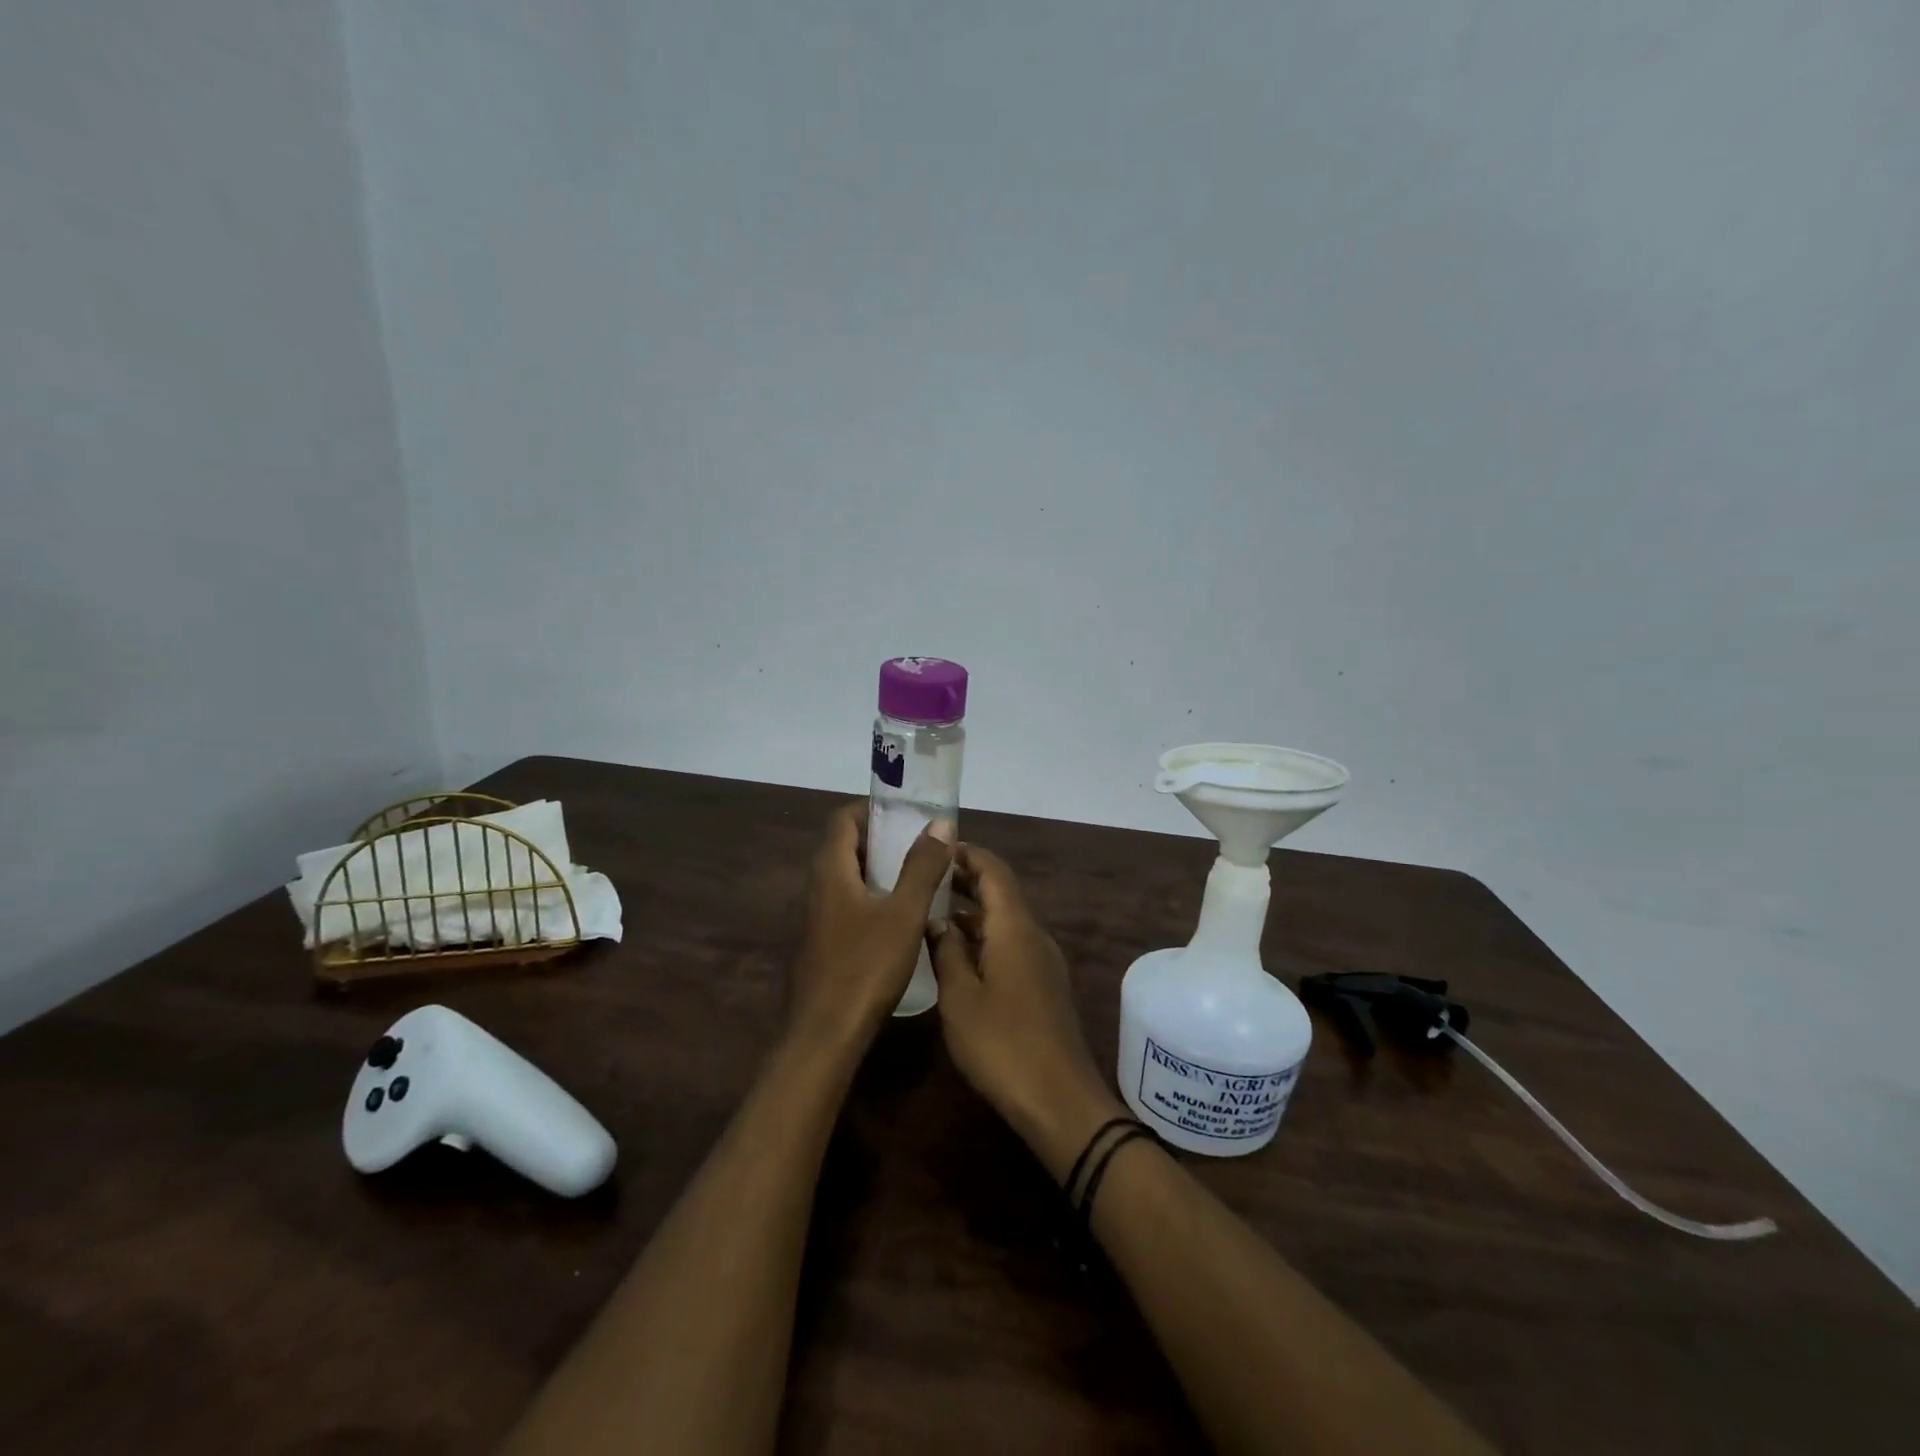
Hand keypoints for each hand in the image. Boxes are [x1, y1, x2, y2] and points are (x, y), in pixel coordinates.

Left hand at [790, 802, 953, 1052]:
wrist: (825, 1035)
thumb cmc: (866, 966)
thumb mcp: (904, 913)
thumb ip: (922, 867)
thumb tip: (940, 824)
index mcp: (831, 871)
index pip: (844, 819)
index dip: (873, 809)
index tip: (907, 811)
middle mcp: (817, 887)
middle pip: (845, 846)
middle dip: (882, 838)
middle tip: (921, 842)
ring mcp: (817, 918)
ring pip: (847, 878)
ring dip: (879, 869)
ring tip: (918, 874)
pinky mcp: (822, 943)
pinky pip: (847, 904)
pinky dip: (873, 897)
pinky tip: (901, 917)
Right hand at [929, 844, 1126, 1182]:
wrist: (1059, 1100)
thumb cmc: (1002, 1044)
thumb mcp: (960, 997)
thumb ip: (947, 952)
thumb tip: (936, 920)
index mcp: (1015, 927)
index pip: (994, 870)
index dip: (966, 854)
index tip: (934, 849)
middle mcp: (1033, 934)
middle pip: (1001, 891)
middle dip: (965, 879)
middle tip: (924, 877)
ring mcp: (1042, 960)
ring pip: (1005, 919)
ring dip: (972, 910)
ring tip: (931, 911)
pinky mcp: (1043, 984)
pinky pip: (1010, 943)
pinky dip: (983, 936)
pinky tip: (956, 953)